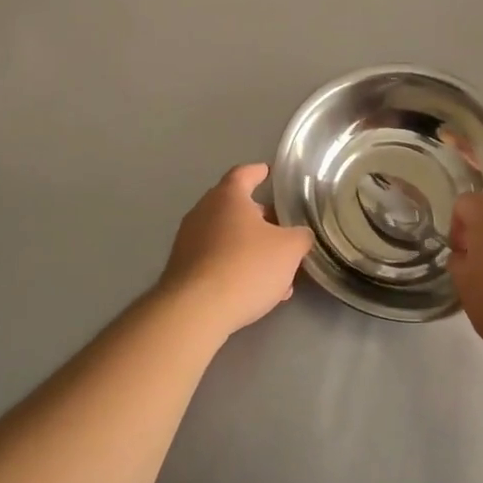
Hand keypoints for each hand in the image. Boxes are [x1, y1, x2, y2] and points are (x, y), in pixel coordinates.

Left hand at [157, 165, 313, 338]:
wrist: (196, 310)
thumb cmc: (246, 266)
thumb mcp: (289, 250)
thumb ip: (300, 236)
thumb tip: (300, 235)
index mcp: (227, 196)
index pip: (244, 173)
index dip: (259, 172)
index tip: (269, 172)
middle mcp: (203, 212)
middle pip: (235, 207)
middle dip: (260, 218)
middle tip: (281, 229)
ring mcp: (188, 240)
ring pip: (227, 237)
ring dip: (250, 248)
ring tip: (276, 270)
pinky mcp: (182, 269)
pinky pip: (216, 260)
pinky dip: (235, 268)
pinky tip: (256, 290)